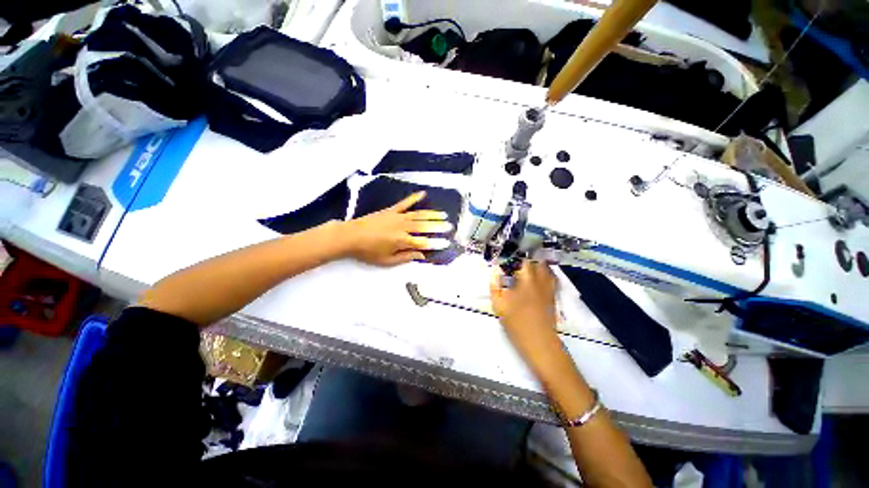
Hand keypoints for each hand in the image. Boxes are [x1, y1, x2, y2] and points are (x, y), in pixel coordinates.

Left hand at [342, 192, 452, 265]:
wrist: (351, 236)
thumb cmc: (368, 251)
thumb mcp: (387, 260)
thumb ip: (406, 257)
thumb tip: (422, 255)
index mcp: (402, 241)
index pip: (423, 242)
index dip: (435, 243)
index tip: (446, 243)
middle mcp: (403, 227)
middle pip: (424, 226)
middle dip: (438, 226)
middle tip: (449, 226)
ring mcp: (397, 216)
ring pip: (419, 215)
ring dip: (432, 214)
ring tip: (443, 215)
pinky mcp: (391, 210)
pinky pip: (405, 203)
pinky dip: (414, 198)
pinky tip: (423, 194)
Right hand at [490, 261, 561, 369]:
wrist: (539, 341)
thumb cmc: (516, 322)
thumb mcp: (499, 304)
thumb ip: (495, 286)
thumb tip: (494, 271)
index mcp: (525, 280)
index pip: (523, 261)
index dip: (515, 257)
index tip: (508, 259)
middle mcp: (539, 281)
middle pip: (538, 263)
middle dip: (528, 260)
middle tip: (517, 262)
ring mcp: (548, 289)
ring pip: (546, 270)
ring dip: (538, 266)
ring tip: (528, 267)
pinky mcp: (553, 297)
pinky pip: (552, 280)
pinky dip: (546, 275)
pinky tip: (539, 279)